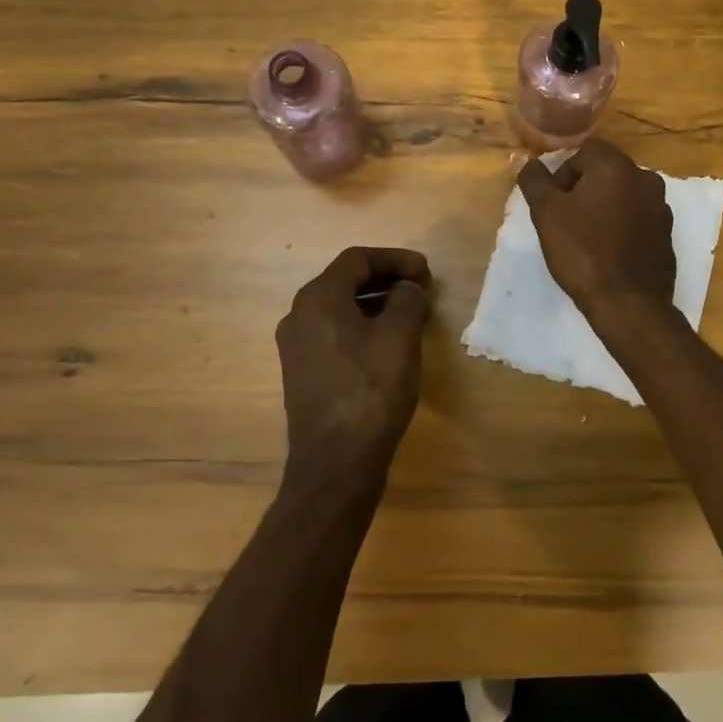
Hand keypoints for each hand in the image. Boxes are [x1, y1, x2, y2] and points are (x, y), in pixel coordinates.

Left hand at [275, 247, 432, 491]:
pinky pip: (335, 333)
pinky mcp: (303, 372)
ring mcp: (296, 346)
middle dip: (386, 279)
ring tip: (412, 312)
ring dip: (376, 302)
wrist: (336, 462)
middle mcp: (299, 315)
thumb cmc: (371, 390)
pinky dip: (363, 326)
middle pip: (346, 281)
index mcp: (318, 298)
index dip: (395, 259)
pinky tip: (389, 342)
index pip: (358, 259)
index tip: (426, 271)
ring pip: (340, 308)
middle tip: (421, 288)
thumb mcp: (400, 336)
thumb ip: (406, 299)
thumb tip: (405, 289)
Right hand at [517, 138, 675, 324]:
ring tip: (587, 236)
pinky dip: (622, 225)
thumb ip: (536, 181)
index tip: (554, 202)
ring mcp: (661, 207)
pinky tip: (609, 250)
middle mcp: (645, 179)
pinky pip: (639, 217)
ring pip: (624, 194)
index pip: (585, 151)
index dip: (564, 172)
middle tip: (566, 219)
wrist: (628, 303)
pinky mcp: (667, 233)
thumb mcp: (546, 214)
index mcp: (617, 167)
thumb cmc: (583, 252)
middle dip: (584, 188)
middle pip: (607, 170)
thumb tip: (532, 164)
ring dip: (604, 206)